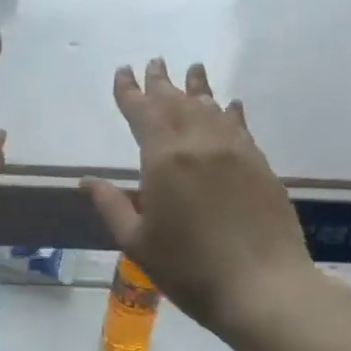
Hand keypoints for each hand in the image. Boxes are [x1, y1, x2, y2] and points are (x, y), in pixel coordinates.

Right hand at [83, 59, 319, 348]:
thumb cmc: (189, 269)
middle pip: (176, 102)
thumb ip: (112, 205)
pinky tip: (229, 105)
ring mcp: (234, 151)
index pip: (142, 112)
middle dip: (161, 82)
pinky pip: (239, 126)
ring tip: (191, 70)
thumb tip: (87, 180)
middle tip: (154, 63)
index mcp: (163, 159)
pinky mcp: (259, 164)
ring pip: (210, 107)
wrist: (263, 288)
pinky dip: (229, 111)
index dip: (130, 91)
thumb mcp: (138, 242)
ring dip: (197, 87)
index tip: (123, 71)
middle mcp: (199, 143)